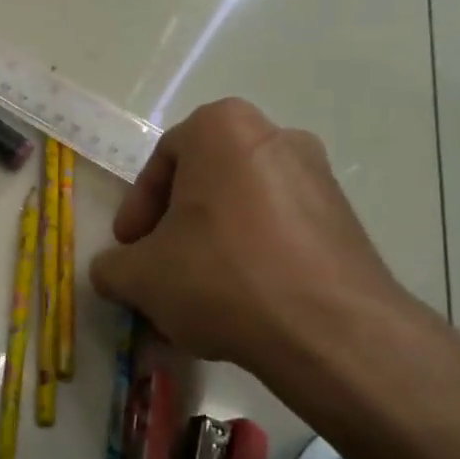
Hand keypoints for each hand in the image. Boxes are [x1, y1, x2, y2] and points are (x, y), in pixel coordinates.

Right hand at [90, 99, 415, 381]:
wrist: (331, 330)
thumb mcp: (141, 276)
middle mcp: (275, 135)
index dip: (137, 210)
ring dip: (214, 241)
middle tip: (159, 266)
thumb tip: (112, 270)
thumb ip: (112, 266)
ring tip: (200, 291)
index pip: (161, 163)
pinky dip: (255, 254)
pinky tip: (244, 300)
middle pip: (204, 181)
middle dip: (176, 225)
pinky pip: (281, 228)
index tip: (129, 249)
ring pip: (243, 205)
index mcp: (222, 128)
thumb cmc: (221, 277)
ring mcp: (319, 175)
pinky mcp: (347, 218)